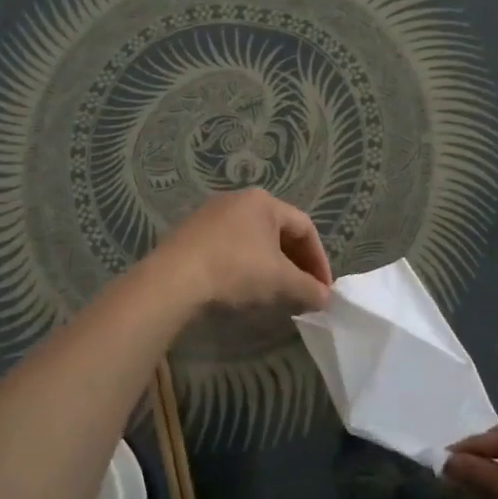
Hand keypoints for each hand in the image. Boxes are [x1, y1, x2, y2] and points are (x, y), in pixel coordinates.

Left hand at [153, 189, 332, 313]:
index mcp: (264, 202)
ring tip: (275, 292)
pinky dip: (243, 265)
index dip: (319, 260)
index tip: (323, 288)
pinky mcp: (189, 233)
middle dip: (295, 263)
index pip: (305, 228)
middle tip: (303, 290)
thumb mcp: (281, 282)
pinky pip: (228, 247)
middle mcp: (237, 200)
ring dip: (269, 265)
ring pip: (252, 240)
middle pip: (278, 231)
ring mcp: (209, 214)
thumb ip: (309, 288)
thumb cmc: (236, 270)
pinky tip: (241, 288)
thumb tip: (325, 298)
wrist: (173, 280)